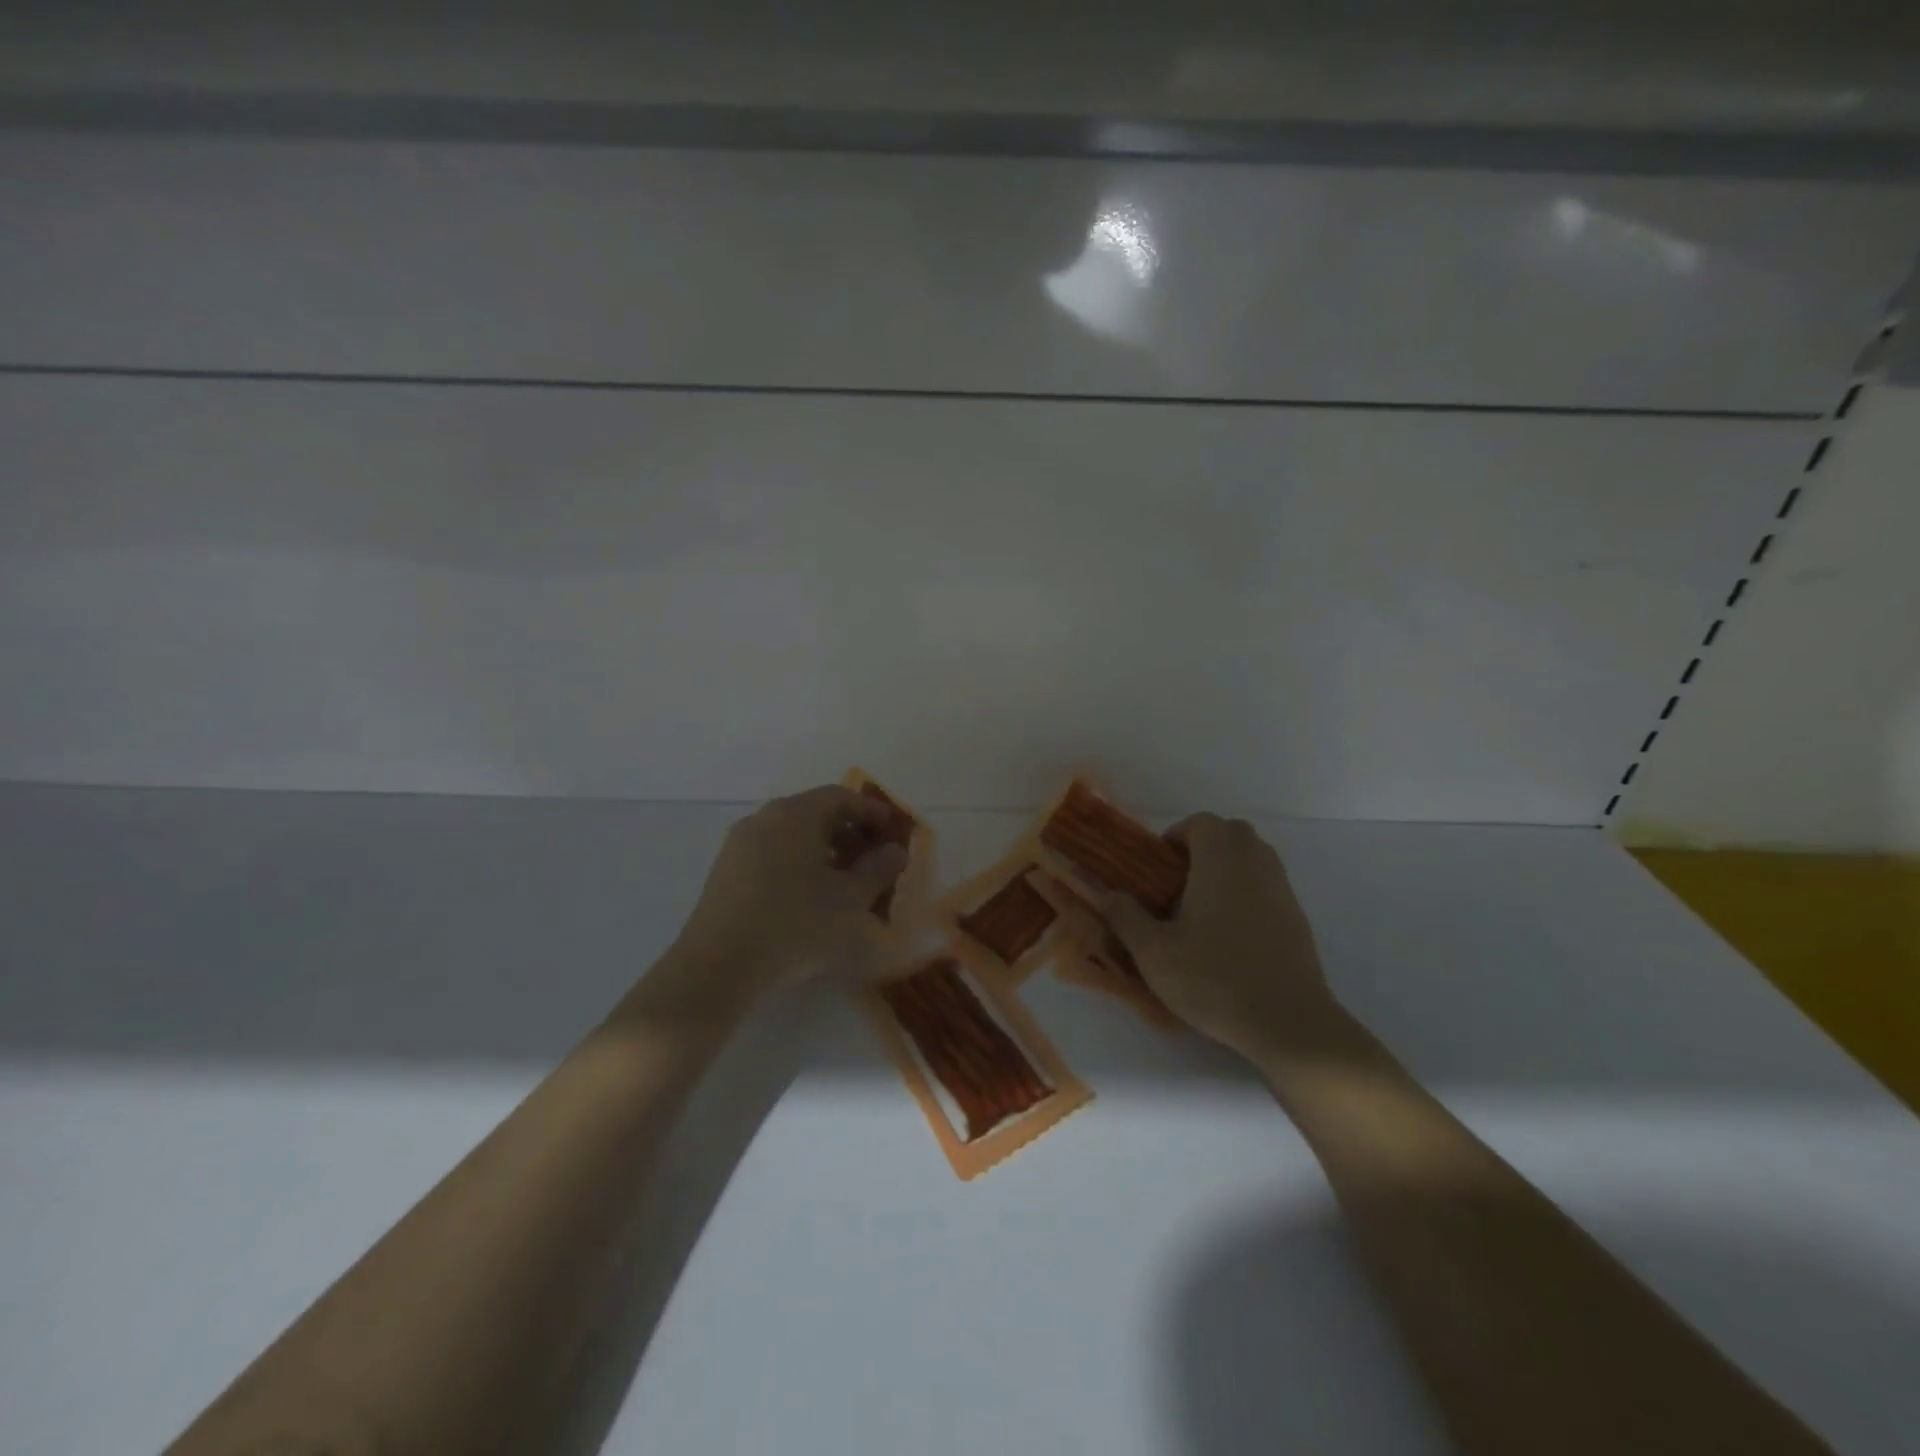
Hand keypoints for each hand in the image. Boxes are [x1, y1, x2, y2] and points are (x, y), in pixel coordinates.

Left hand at [661, 785, 908, 1008]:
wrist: (718, 967)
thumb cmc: (795, 925)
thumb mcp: (850, 900)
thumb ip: (878, 870)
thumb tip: (895, 851)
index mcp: (794, 814)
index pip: (840, 796)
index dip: (871, 812)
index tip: (893, 832)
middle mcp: (763, 819)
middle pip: (814, 813)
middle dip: (849, 833)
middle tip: (874, 860)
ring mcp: (739, 845)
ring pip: (792, 836)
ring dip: (824, 852)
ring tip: (846, 883)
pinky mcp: (725, 873)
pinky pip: (772, 855)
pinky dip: (798, 865)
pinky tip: (811, 898)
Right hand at [1097, 814, 1340, 1062]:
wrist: (1288, 1023)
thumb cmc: (1215, 979)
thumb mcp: (1154, 953)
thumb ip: (1125, 917)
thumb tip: (1104, 894)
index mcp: (1220, 861)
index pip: (1201, 822)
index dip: (1177, 836)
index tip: (1159, 866)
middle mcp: (1255, 863)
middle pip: (1231, 832)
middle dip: (1204, 845)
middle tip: (1179, 880)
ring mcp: (1282, 889)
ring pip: (1254, 856)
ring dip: (1228, 866)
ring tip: (1202, 904)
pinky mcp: (1298, 916)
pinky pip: (1268, 884)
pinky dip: (1248, 890)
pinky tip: (1231, 930)